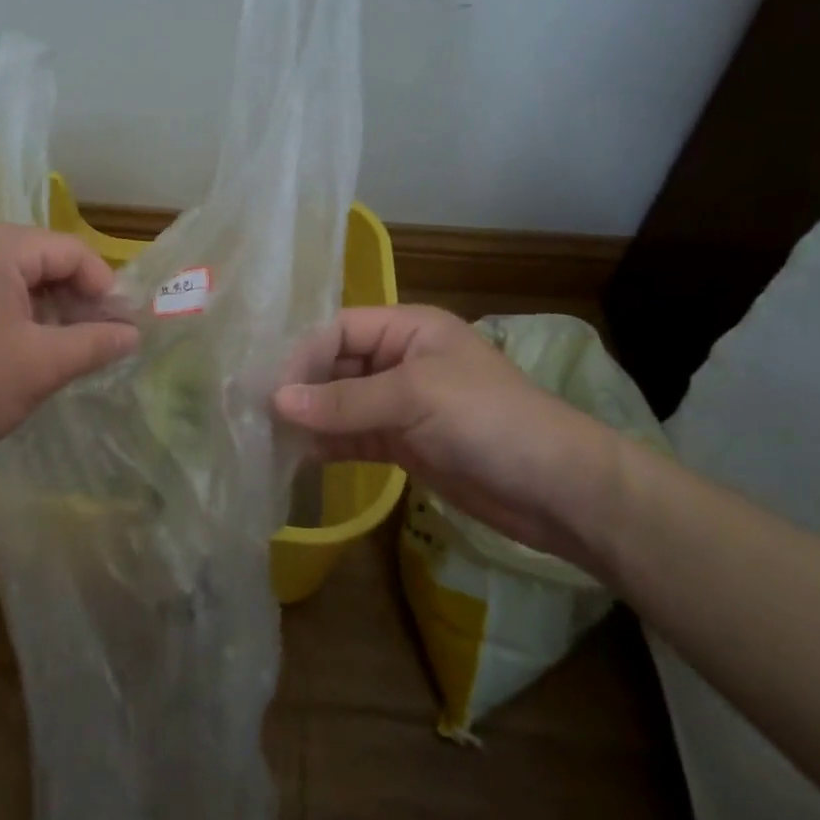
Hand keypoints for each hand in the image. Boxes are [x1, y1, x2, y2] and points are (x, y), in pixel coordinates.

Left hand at [0, 220, 138, 472]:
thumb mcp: (40, 366)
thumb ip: (94, 343)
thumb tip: (133, 333)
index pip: (70, 252)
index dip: (104, 289)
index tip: (121, 329)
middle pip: (40, 260)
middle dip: (72, 301)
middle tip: (93, 344)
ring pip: (11, 277)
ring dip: (42, 310)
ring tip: (56, 353)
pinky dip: (8, 314)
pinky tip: (12, 352)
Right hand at [273, 305, 622, 564]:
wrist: (559, 490)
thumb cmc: (489, 420)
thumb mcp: (415, 397)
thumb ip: (345, 401)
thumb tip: (277, 401)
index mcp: (409, 329)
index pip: (339, 329)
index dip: (304, 354)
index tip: (273, 388)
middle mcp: (400, 360)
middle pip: (335, 365)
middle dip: (302, 387)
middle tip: (260, 412)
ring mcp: (401, 404)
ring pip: (341, 403)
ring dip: (310, 418)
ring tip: (269, 435)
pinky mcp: (403, 443)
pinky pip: (353, 436)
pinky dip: (328, 444)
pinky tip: (298, 455)